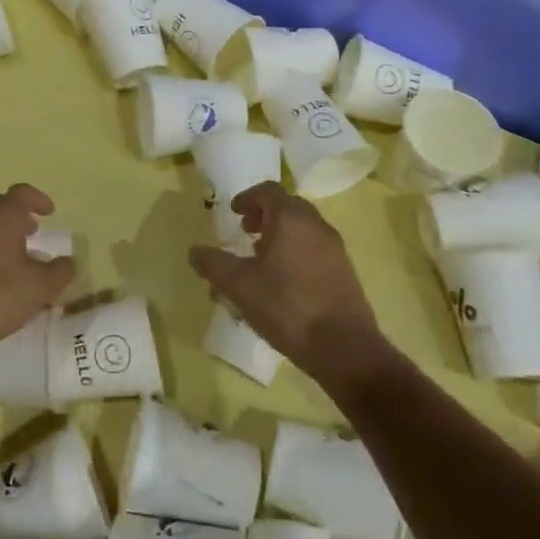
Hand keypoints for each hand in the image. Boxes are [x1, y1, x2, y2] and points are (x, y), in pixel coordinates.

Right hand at [189, 181, 386, 385]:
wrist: (344, 348)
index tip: (234, 213)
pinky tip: (285, 281)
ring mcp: (335, 248)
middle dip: (264, 215)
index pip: (268, 191)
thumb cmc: (286, 306)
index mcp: (291, 218)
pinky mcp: (345, 272)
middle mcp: (316, 225)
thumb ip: (213, 264)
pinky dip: (297, 251)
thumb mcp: (238, 285)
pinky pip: (315, 248)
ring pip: (303, 228)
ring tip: (262, 259)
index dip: (247, 198)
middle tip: (246, 233)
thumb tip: (194, 251)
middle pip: (288, 206)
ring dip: (281, 234)